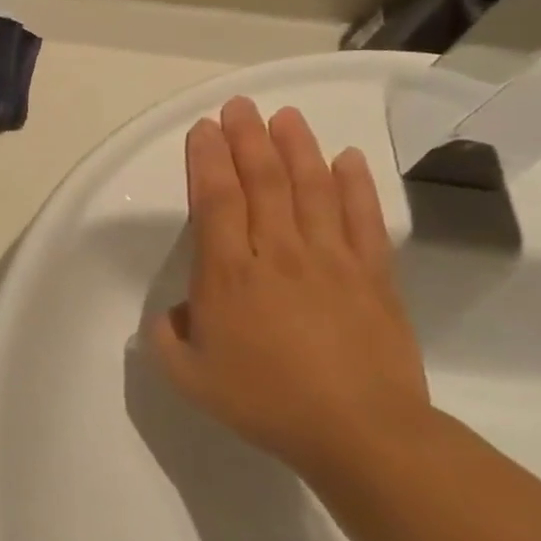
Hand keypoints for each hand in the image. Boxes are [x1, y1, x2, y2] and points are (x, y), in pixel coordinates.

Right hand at [145, 96, 431, 479]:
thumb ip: (166, 337)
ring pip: (311, 189)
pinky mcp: (373, 276)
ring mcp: (331, 260)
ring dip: (296, 147)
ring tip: (285, 116)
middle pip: (263, 182)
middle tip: (239, 106)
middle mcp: (278, 254)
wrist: (361, 434)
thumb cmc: (266, 402)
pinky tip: (346, 157)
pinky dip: (355, 185)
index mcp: (229, 275)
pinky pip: (362, 219)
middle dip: (247, 139)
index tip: (203, 129)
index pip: (216, 200)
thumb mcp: (188, 378)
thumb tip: (176, 312)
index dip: (208, 160)